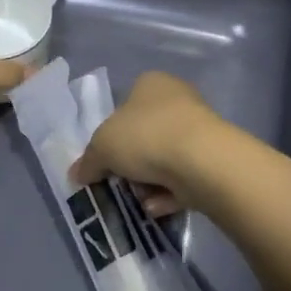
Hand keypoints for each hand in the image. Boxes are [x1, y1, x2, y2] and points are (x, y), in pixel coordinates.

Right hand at [69, 70, 224, 214]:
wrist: (202, 162)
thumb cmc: (146, 137)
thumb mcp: (102, 147)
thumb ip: (88, 161)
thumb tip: (77, 174)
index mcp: (151, 83)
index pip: (124, 105)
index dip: (110, 134)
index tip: (104, 158)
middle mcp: (177, 100)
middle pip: (143, 136)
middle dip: (130, 164)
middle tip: (118, 181)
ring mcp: (199, 130)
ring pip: (163, 160)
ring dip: (148, 183)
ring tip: (140, 198)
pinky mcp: (214, 159)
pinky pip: (182, 179)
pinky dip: (168, 194)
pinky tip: (158, 206)